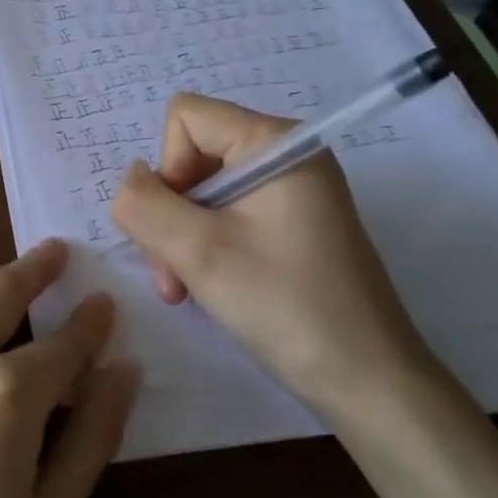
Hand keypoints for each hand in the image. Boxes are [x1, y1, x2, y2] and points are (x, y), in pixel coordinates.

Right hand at [110, 93, 437, 421]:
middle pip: (192, 156)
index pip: (186, 118)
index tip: (181, 224)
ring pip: (203, 192)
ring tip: (186, 289)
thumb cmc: (284, 305)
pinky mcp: (292, 224)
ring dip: (182, 238)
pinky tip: (208, 287)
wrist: (367, 380)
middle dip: (170, 214)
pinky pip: (227, 216)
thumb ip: (143, 204)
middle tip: (174, 274)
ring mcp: (292, 191)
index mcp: (275, 142)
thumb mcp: (198, 252)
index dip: (168, 167)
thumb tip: (130, 182)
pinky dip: (206, 248)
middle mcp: (286, 155)